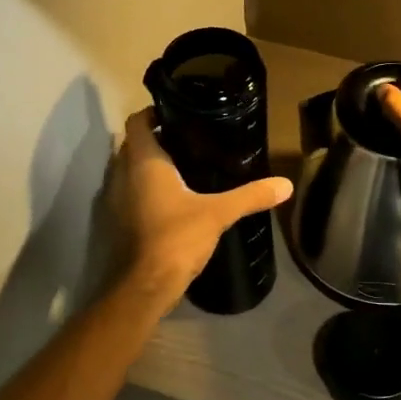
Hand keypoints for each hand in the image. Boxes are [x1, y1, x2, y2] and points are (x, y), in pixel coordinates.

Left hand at [110, 109, 293, 303]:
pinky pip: (128, 193)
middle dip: (156, 139)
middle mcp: (122, 174)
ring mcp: (114, 199)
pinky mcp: (116, 222)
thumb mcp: (219, 213)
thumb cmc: (176, 238)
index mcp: (143, 162)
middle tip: (188, 140)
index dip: (153, 113)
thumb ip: (251, 196)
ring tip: (182, 167)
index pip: (137, 121)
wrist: (143, 287)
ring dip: (147, 166)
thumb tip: (286, 184)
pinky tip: (170, 199)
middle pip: (133, 144)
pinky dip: (144, 190)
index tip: (178, 114)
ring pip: (128, 170)